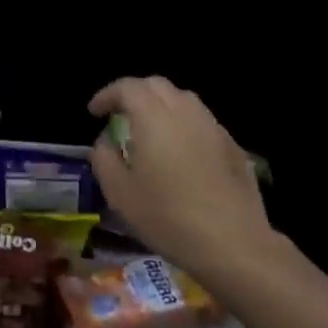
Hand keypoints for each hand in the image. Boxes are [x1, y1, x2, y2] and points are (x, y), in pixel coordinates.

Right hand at [88, 76, 272, 280]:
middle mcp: (186, 112)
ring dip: (161, 107)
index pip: (128, 87)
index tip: (94, 112)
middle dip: (135, 94)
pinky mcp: (233, 146)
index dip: (107, 95)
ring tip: (149, 131)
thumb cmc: (166, 217)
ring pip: (184, 101)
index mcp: (154, 118)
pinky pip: (202, 122)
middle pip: (158, 86)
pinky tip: (180, 153)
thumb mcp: (120, 193)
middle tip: (119, 115)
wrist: (231, 241)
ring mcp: (214, 127)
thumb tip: (105, 142)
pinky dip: (183, 125)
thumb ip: (104, 159)